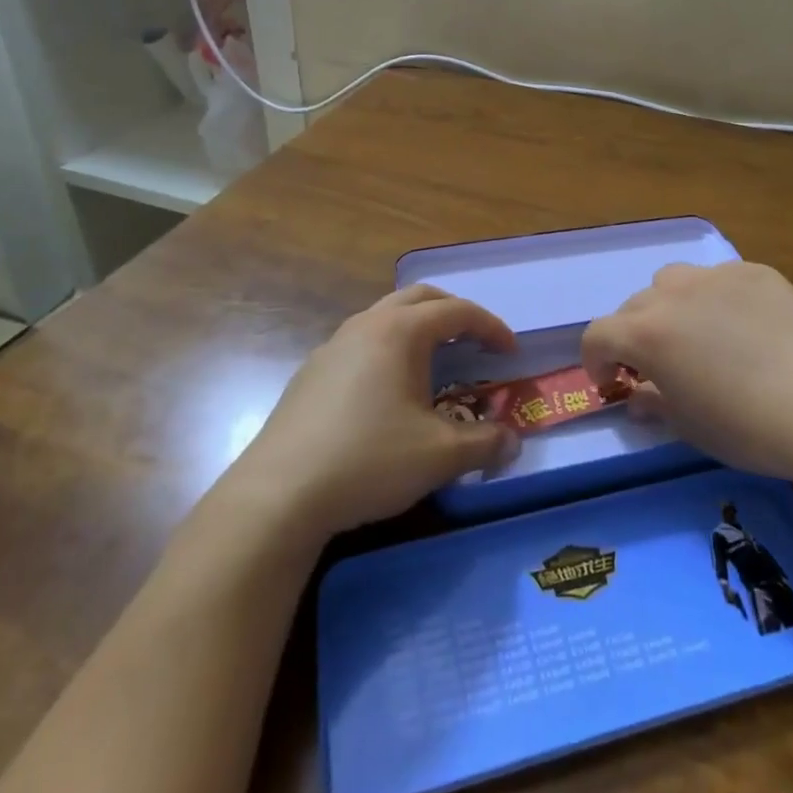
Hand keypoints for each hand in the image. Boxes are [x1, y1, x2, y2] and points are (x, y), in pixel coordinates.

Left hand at [223, 286, 520, 540]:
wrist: (280, 493)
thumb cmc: (369, 460)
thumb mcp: (440, 455)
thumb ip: (485, 443)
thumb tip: (513, 441)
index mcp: (400, 332)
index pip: (457, 312)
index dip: (491, 327)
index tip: (510, 352)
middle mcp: (366, 325)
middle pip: (419, 298)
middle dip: (454, 314)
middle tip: (476, 342)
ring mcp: (333, 346)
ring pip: (385, 317)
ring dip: (418, 328)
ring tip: (436, 364)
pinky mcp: (311, 372)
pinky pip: (362, 342)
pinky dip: (389, 349)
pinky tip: (389, 392)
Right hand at [582, 262, 792, 495]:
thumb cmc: (748, 427)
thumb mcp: (689, 426)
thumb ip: (653, 402)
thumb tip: (638, 395)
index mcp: (647, 332)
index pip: (598, 335)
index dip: (597, 361)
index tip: (612, 383)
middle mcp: (673, 293)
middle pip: (634, 306)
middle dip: (634, 335)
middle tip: (657, 366)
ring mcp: (716, 276)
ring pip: (673, 281)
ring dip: (670, 306)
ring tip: (696, 335)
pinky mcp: (755, 271)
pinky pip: (719, 279)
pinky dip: (715, 299)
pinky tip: (743, 327)